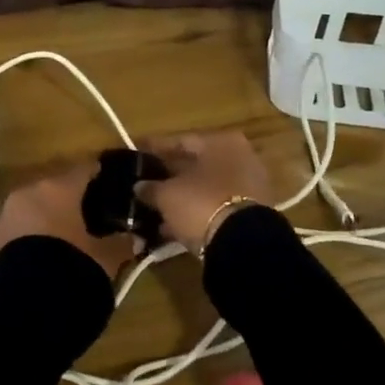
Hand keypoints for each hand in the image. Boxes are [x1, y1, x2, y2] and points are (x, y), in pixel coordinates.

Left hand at [0, 164, 140, 277]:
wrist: (26, 306)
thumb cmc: (73, 268)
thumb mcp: (106, 257)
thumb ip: (122, 242)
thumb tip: (134, 237)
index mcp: (60, 187)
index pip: (86, 169)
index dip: (101, 176)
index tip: (115, 184)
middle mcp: (31, 191)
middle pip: (59, 186)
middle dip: (75, 198)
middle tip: (95, 214)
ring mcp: (10, 212)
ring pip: (38, 204)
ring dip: (54, 215)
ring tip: (72, 234)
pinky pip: (24, 224)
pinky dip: (38, 231)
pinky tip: (51, 249)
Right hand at [135, 132, 273, 254]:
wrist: (243, 243)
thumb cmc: (202, 203)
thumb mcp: (167, 195)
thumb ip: (151, 188)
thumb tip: (140, 186)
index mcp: (220, 142)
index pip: (180, 141)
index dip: (154, 148)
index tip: (136, 152)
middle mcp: (238, 157)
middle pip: (195, 165)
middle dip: (169, 176)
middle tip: (143, 183)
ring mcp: (247, 186)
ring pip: (204, 189)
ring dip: (181, 198)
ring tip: (153, 209)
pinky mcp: (249, 213)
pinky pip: (213, 207)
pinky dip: (194, 214)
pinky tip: (171, 226)